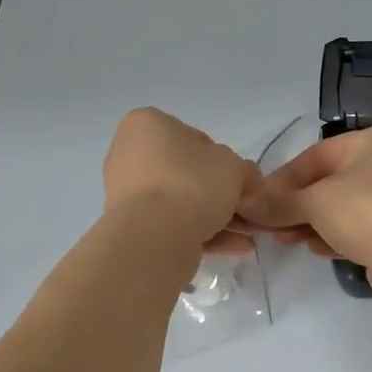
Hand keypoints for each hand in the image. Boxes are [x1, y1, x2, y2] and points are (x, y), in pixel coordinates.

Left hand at [103, 108, 260, 253]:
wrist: (155, 237)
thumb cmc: (192, 183)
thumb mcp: (233, 166)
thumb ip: (243, 169)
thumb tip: (245, 180)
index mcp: (147, 124)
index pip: (195, 138)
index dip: (224, 162)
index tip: (241, 183)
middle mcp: (129, 153)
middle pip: (186, 173)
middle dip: (219, 194)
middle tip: (246, 211)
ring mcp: (125, 192)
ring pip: (179, 201)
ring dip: (214, 217)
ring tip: (245, 235)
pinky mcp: (129, 225)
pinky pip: (170, 224)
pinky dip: (200, 233)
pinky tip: (233, 247)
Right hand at [238, 126, 371, 299]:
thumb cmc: (366, 211)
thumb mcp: (314, 202)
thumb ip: (278, 202)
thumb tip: (244, 204)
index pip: (317, 155)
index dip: (283, 179)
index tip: (259, 200)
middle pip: (330, 181)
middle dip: (296, 204)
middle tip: (269, 224)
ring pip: (343, 207)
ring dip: (311, 222)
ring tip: (284, 239)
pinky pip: (360, 227)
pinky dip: (334, 235)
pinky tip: (313, 248)